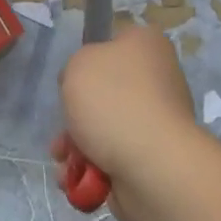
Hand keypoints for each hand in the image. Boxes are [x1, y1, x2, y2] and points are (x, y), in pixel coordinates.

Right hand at [52, 24, 198, 220]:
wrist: (152, 166)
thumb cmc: (114, 101)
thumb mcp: (78, 65)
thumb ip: (75, 67)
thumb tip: (85, 86)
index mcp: (146, 45)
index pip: (115, 41)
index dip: (89, 58)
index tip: (74, 78)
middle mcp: (157, 79)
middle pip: (104, 91)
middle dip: (76, 116)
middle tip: (63, 128)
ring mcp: (157, 121)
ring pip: (104, 128)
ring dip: (77, 146)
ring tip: (63, 160)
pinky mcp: (153, 158)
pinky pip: (113, 158)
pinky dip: (91, 170)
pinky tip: (76, 179)